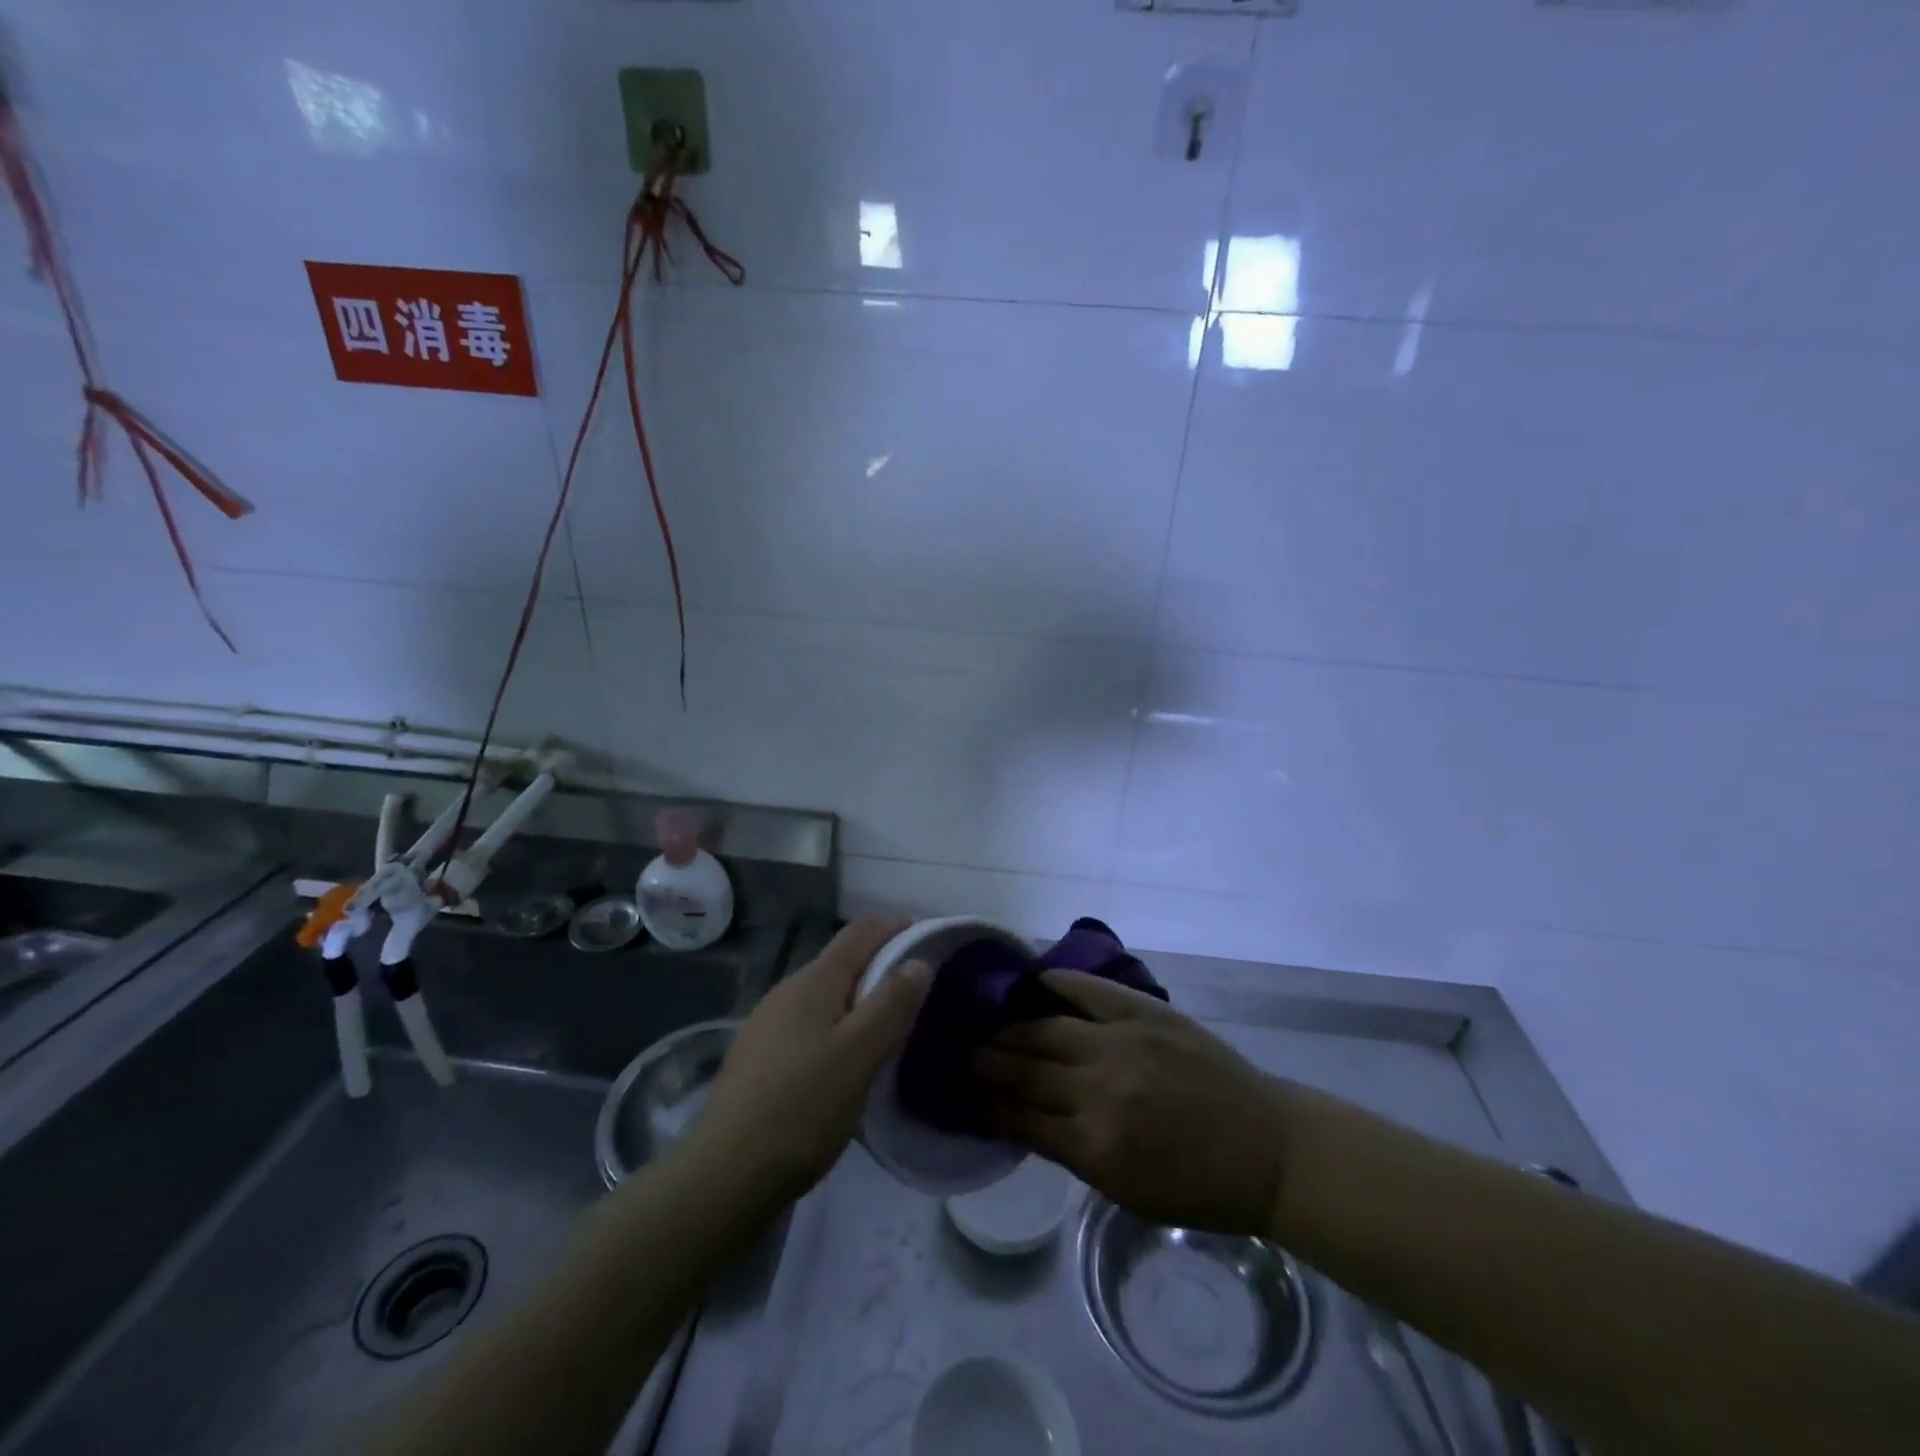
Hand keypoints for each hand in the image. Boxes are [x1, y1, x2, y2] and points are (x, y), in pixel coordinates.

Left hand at [697, 917, 930, 1205]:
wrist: (724, 1174)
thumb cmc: (802, 1108)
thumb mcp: (859, 1054)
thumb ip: (890, 1004)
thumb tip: (916, 960)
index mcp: (813, 982)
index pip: (858, 932)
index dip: (893, 927)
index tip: (925, 937)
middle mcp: (786, 991)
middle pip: (840, 961)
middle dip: (879, 964)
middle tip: (916, 990)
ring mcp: (766, 1023)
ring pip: (824, 995)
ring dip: (857, 998)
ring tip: (887, 1026)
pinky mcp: (758, 1056)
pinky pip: (808, 1023)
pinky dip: (836, 1025)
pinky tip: (844, 1059)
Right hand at [975, 970, 1289, 1236]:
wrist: (1265, 1148)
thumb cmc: (1197, 1186)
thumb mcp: (1124, 1191)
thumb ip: (1070, 1151)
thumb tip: (1022, 1118)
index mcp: (1094, 1147)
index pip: (1019, 1119)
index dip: (985, 1106)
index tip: (961, 1095)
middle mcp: (1099, 1090)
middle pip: (1025, 1069)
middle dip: (987, 1063)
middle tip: (961, 1054)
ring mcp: (1122, 1044)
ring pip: (1046, 1029)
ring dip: (1010, 1028)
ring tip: (986, 1025)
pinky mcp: (1144, 1013)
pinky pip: (1088, 989)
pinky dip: (1057, 982)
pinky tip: (1032, 982)